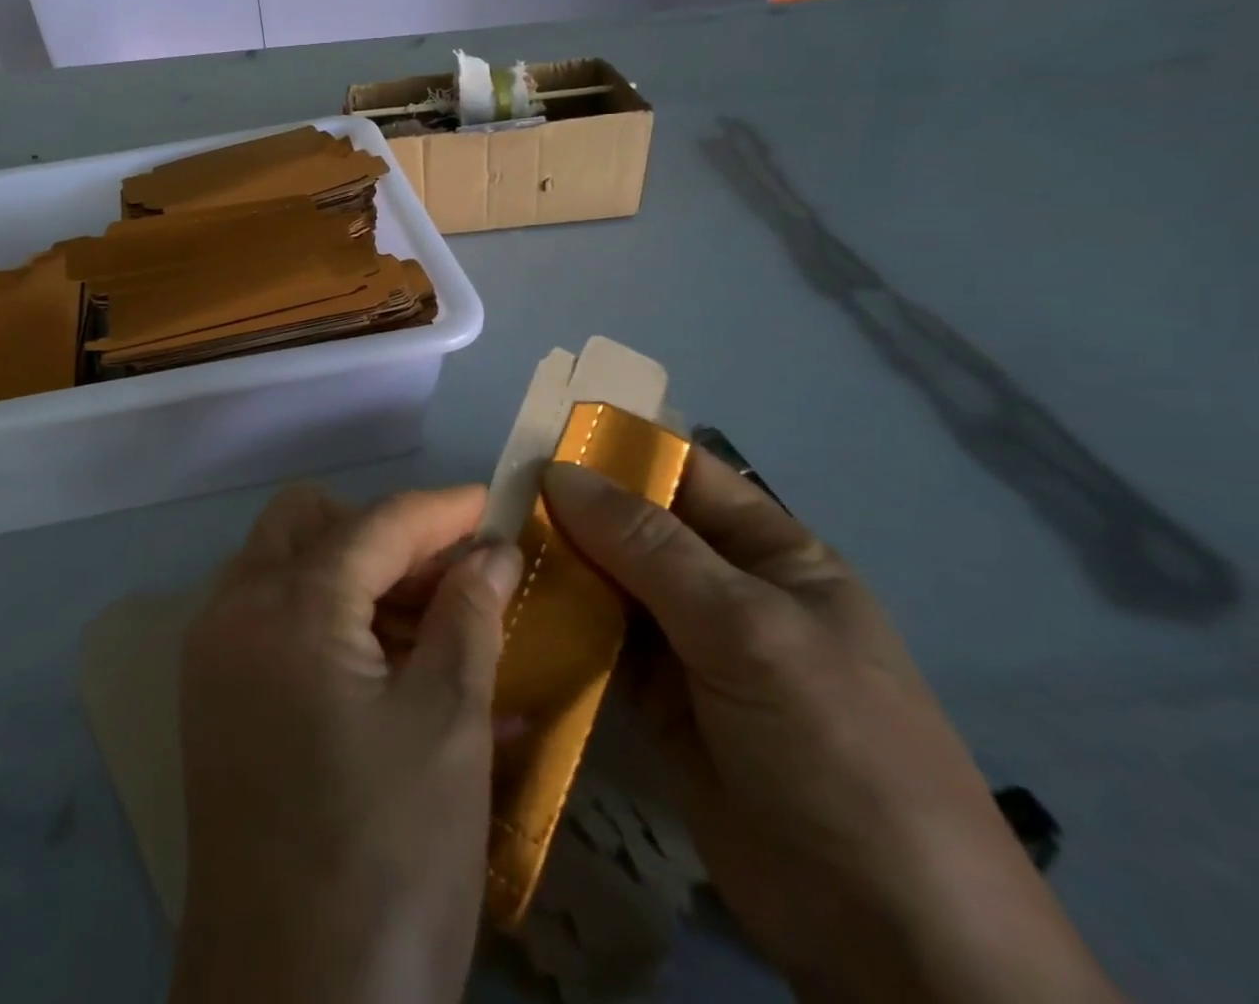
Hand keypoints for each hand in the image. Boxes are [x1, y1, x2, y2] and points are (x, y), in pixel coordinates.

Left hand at [171, 485, 523, 1003]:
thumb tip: (493, 552)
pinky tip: (389, 667)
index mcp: (290, 607)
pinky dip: (326, 618)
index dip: (441, 510)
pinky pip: (270, 619)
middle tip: (448, 576)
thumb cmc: (386, 863)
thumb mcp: (448, 730)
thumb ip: (469, 619)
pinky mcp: (213, 700)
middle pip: (308, 522)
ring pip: (284, 565)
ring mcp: (213, 656)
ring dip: (353, 572)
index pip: (376, 523)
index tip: (493, 507)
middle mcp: (234, 611)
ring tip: (430, 624)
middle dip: (382, 533)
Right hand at [542, 452, 1121, 1003]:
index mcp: (771, 554)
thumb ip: (649, 547)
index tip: (539, 439)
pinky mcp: (657, 703)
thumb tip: (560, 471)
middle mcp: (726, 590)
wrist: (887, 938)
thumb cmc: (834, 746)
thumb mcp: (747, 628)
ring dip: (560, 566)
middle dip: (574, 511)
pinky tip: (510, 609)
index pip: (686, 477)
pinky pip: (599, 644)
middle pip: (638, 529)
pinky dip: (560, 625)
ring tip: (489, 549)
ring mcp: (690, 649)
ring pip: (611, 584)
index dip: (620, 453)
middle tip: (494, 500)